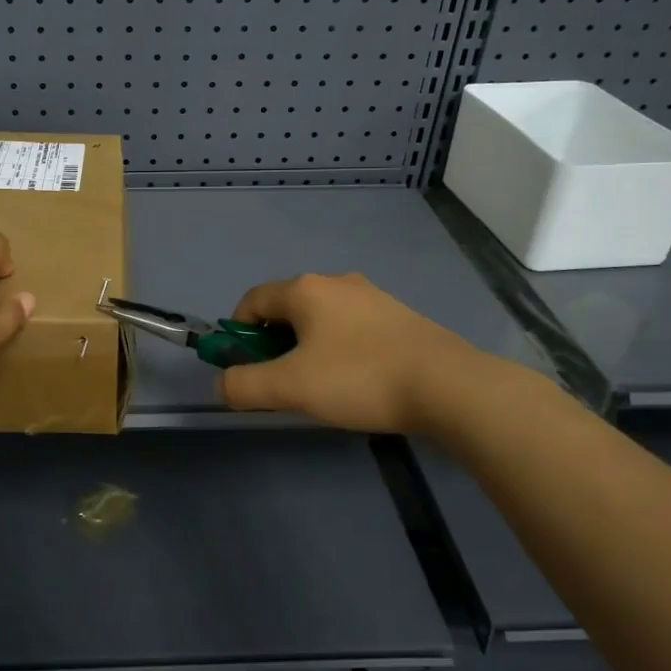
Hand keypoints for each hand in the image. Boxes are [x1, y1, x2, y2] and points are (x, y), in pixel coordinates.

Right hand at [219, 272, 522, 435]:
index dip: (237, 332)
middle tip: (280, 381)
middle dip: (273, 343)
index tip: (242, 367)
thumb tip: (223, 383)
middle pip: (286, 308)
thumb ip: (244, 386)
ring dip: (306, 347)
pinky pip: (351, 328)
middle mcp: (336, 282)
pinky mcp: (398, 316)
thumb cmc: (359, 378)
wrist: (448, 386)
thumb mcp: (290, 387)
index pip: (252, 300)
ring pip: (320, 319)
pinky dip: (338, 349)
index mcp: (305, 289)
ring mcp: (371, 297)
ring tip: (319, 386)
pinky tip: (355, 381)